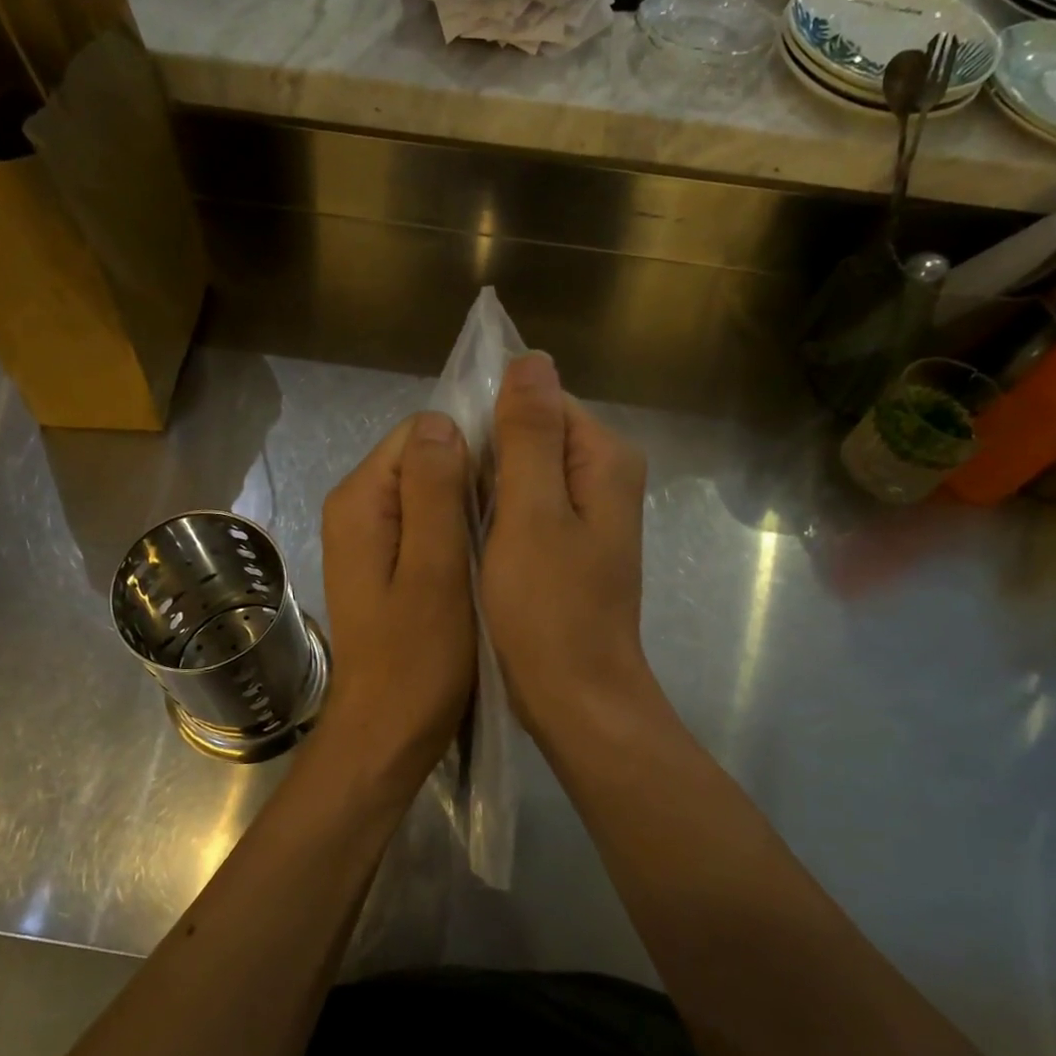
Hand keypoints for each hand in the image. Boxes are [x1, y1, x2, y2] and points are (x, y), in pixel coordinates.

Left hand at [317, 411, 475, 787]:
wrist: (386, 733)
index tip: (511, 478)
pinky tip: (483, 553)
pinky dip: (454, 528)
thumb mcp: (435, 569)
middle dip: (469, 474)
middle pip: (421, 458)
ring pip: (426, 490)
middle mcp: (355, 507)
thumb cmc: (418, 658)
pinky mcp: (382, 562)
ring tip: (505, 532)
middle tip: (513, 511)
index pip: (420, 432)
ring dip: (465, 503)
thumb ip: (434, 492)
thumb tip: (441, 421)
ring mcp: (366, 536)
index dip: (469, 444)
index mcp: (362, 500)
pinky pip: (423, 521)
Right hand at [482, 354, 653, 744]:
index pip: (540, 401)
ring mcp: (590, 512)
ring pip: (525, 471)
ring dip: (489, 486)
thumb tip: (531, 358)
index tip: (454, 461)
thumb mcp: (530, 514)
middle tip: (450, 496)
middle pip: (534, 434)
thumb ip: (529, 434)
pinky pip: (528, 505)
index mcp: (604, 458)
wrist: (577, 697)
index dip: (491, 420)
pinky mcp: (572, 542)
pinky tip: (472, 538)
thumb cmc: (549, 608)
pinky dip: (498, 512)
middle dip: (488, 455)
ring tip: (456, 518)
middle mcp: (606, 475)